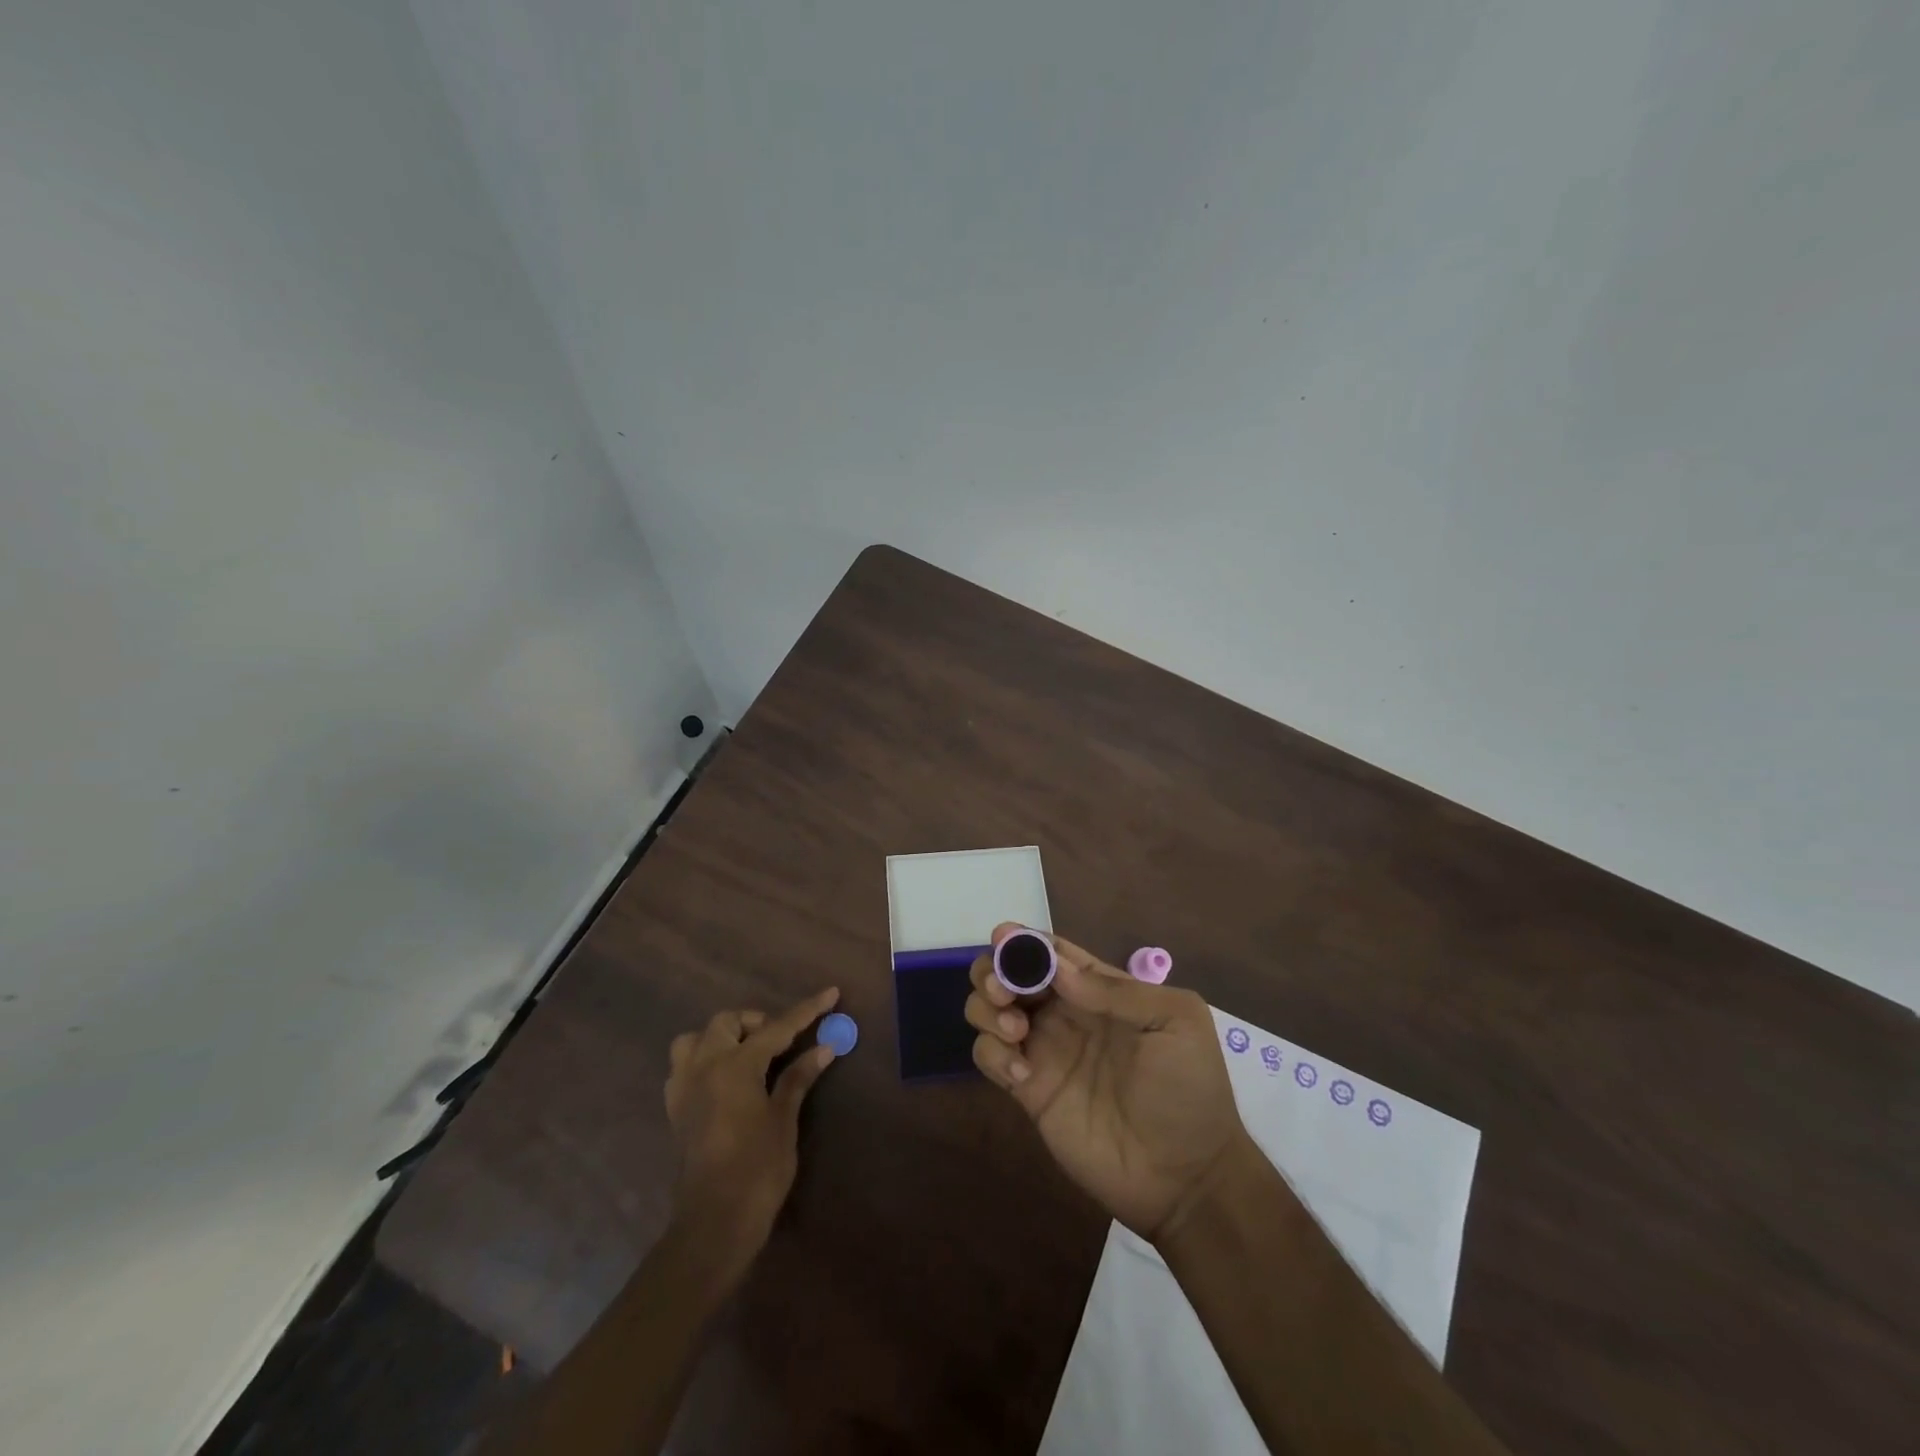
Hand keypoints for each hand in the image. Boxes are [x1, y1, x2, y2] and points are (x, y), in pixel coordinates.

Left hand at [664, 987, 841, 1286]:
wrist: (714, 1223)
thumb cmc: (757, 1170)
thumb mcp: (784, 1120)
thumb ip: (798, 1077)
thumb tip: (824, 1047)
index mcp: (734, 1066)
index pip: (777, 1028)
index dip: (807, 1011)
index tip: (830, 993)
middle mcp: (704, 1067)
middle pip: (727, 1022)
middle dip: (757, 1022)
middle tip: (784, 1040)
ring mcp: (684, 1088)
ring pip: (696, 1039)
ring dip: (722, 1037)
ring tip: (748, 1055)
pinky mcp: (676, 1110)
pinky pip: (684, 1067)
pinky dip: (705, 1061)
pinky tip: (725, 1080)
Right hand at [967, 925, 1249, 1241]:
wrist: (1186, 1177)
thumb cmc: (1189, 1089)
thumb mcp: (1174, 1021)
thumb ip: (1116, 990)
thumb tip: (1057, 967)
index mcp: (1099, 990)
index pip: (1051, 952)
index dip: (1024, 940)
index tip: (1004, 939)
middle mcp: (1064, 1013)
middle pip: (1010, 973)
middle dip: (994, 970)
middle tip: (1003, 991)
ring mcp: (1044, 1052)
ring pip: (989, 1009)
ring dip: (987, 1009)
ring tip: (1016, 1032)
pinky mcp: (1029, 1091)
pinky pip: (989, 1056)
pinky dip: (992, 1054)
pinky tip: (1022, 1076)